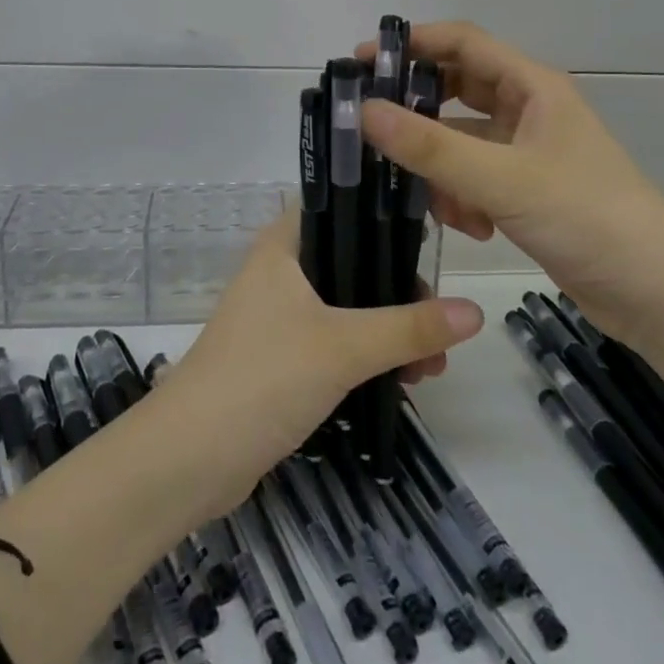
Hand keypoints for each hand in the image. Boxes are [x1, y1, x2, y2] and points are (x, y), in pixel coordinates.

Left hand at [153, 210, 483, 517]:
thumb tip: (475, 311)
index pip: (339, 205)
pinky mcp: (278, 358)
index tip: (432, 233)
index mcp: (283, 245)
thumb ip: (409, 327)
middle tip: (440, 322)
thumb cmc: (263, 378)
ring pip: (346, 306)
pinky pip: (333, 341)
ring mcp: (276, 316)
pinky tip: (402, 380)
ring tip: (432, 366)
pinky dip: (366, 354)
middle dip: (398, 290)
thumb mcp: (343, 348)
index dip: (383, 212)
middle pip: (351, 261)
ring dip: (388, 329)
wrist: (188, 459)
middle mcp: (279, 271)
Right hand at [357, 20, 663, 348]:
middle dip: (417, 110)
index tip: (361, 60)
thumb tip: (363, 111)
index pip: (462, 43)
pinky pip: (474, 178)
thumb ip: (431, 147)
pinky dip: (461, 197)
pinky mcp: (527, 192)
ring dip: (439, 165)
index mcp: (532, 87)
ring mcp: (528, 153)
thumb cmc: (588, 218)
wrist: (661, 297)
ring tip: (429, 198)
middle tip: (369, 126)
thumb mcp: (502, 180)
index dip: (411, 43)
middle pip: (457, 91)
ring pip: (461, 141)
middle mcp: (528, 110)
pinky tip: (469, 227)